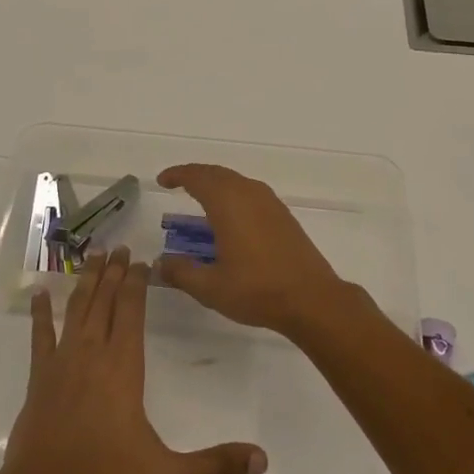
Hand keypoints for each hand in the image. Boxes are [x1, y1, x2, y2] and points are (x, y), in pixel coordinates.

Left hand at [0, 246, 267, 473]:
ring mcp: (63, 360)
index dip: (137, 283)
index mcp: (123, 366)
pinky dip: (40, 312)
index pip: (131, 311)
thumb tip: (262, 459)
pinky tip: (39, 293)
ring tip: (93, 256)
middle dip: (114, 272)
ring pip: (76, 308)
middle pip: (105, 300)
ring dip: (86, 281)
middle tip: (119, 247)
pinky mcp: (40, 374)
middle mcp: (93, 352)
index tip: (141, 261)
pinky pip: (40, 334)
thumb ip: (214, 463)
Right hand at [154, 164, 361, 336]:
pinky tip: (230, 216)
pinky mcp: (283, 215)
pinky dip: (233, 195)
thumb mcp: (210, 287)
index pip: (197, 177)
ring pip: (236, 181)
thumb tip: (160, 264)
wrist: (312, 299)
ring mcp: (270, 203)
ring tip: (200, 198)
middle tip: (178, 184)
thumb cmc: (257, 290)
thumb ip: (181, 272)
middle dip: (195, 175)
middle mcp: (249, 193)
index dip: (178, 175)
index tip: (163, 180)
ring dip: (216, 184)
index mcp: (228, 203)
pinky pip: (251, 193)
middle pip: (217, 173)